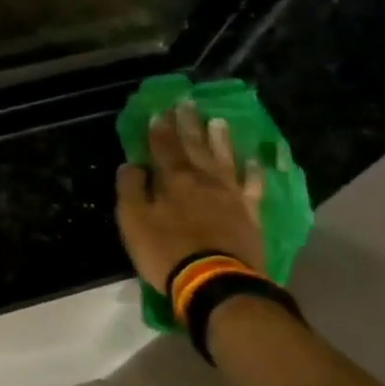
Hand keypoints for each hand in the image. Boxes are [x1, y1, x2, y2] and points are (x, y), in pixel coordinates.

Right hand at [116, 103, 266, 292]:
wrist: (215, 282)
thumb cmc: (166, 251)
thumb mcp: (133, 221)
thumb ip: (130, 190)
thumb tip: (131, 165)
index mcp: (173, 180)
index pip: (163, 147)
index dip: (159, 129)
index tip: (158, 110)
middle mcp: (204, 180)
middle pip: (195, 147)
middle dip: (188, 125)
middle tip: (187, 103)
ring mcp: (231, 196)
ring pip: (225, 160)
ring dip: (220, 140)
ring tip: (217, 121)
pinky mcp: (250, 215)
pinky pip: (253, 187)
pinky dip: (254, 173)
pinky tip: (254, 161)